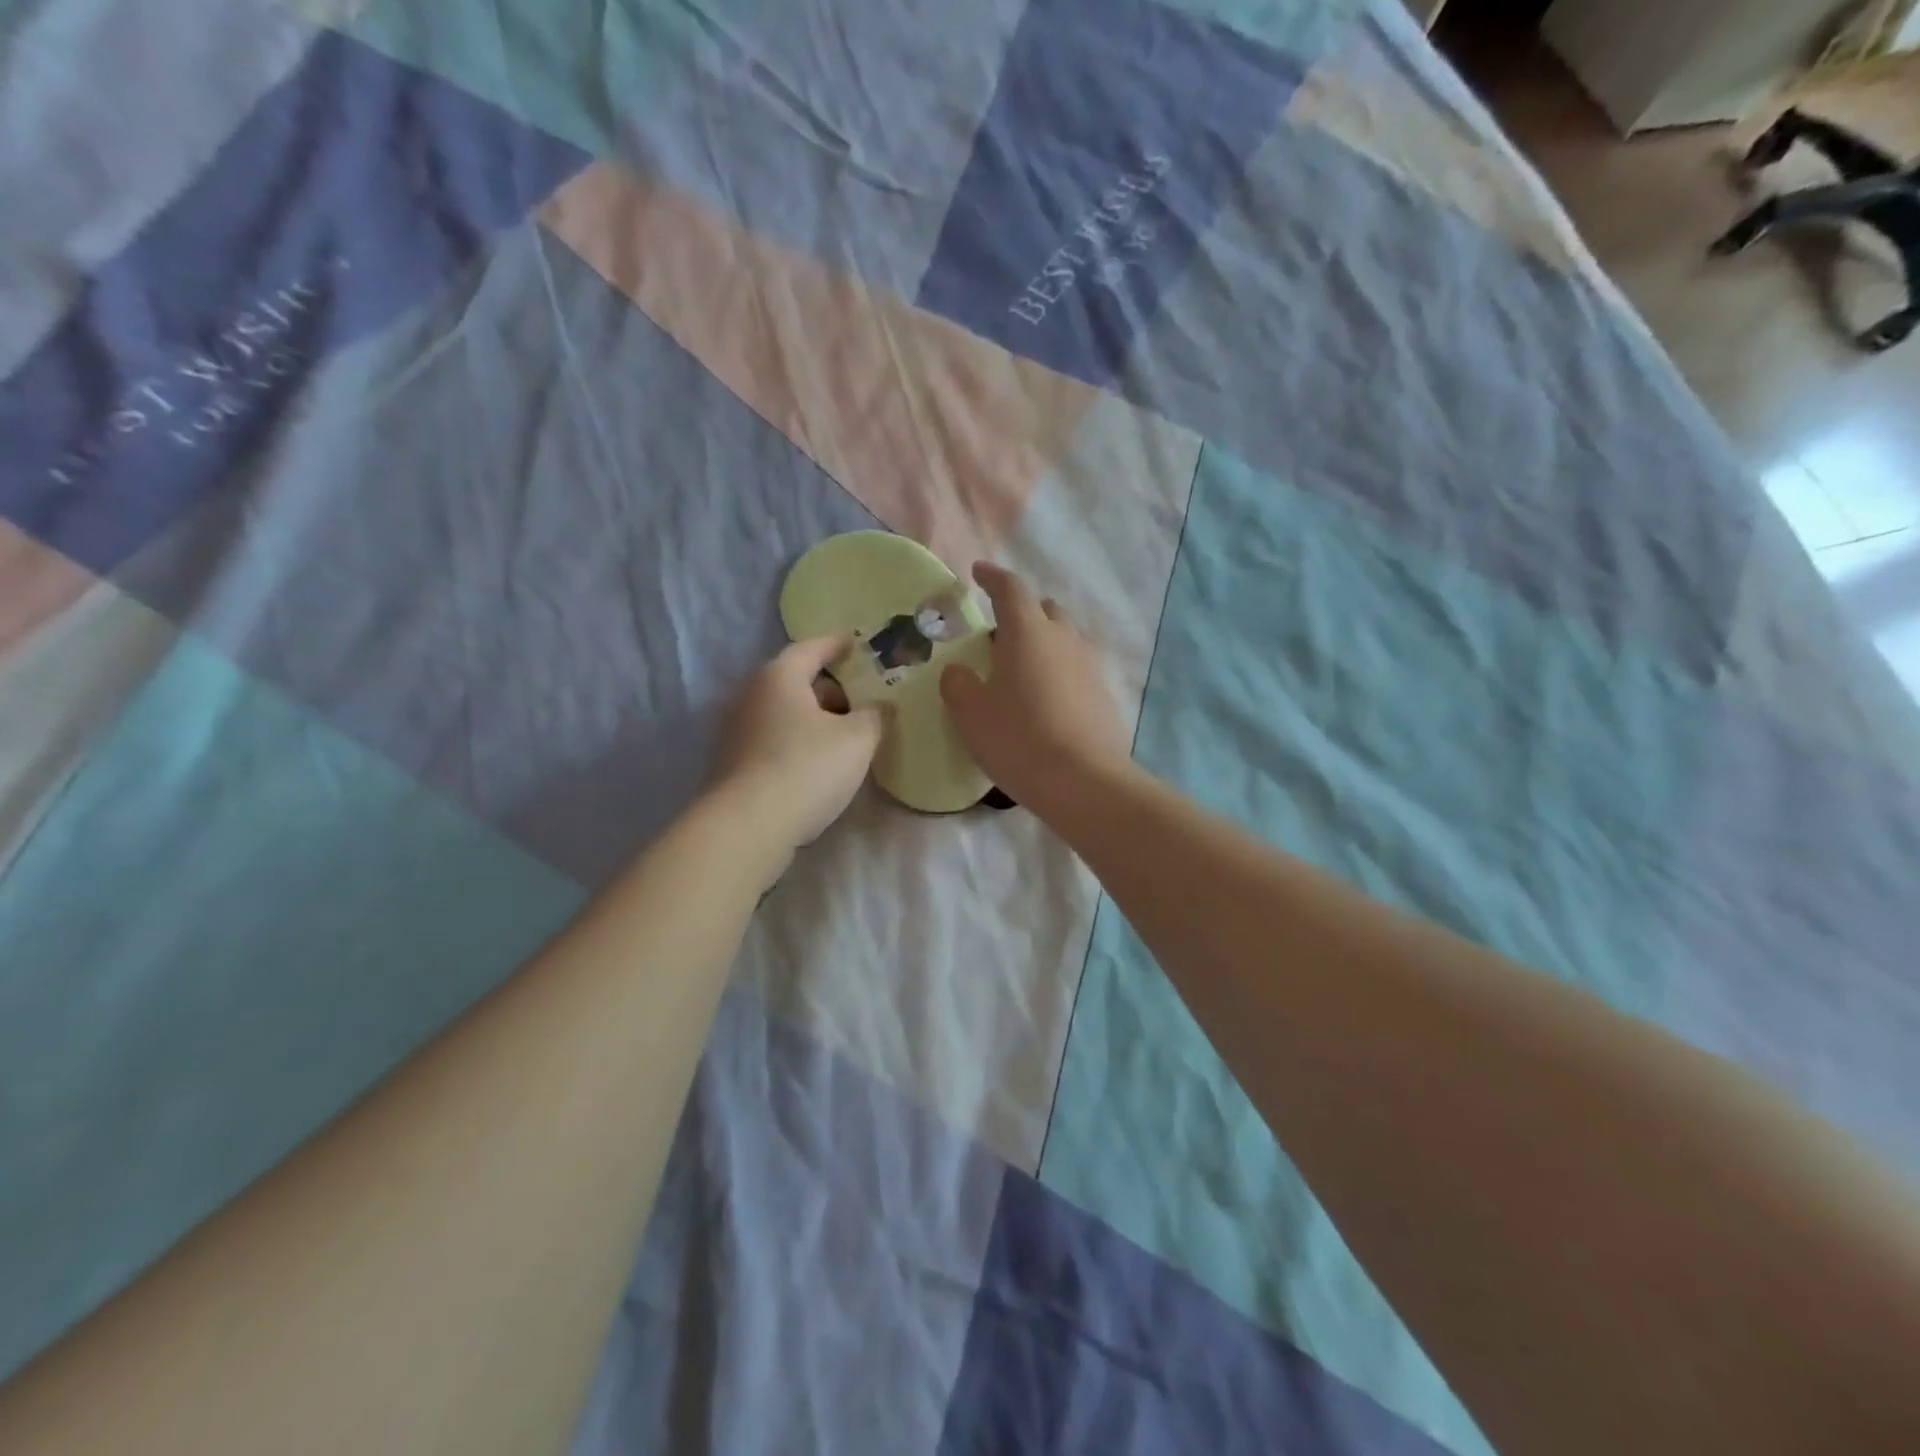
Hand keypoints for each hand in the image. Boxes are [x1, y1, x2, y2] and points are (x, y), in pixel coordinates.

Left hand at [706, 635, 884, 867]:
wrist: (747, 826)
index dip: (836, 643)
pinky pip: (773, 739)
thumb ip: (874, 716)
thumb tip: (879, 707)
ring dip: (813, 718)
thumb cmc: (807, 768)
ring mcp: (735, 731)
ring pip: (783, 713)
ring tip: (844, 735)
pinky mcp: (732, 763)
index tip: (854, 641)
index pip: (811, 648)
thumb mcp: (857, 739)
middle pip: (794, 681)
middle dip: (828, 688)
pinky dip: (796, 741)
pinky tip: (817, 763)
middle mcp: (750, 695)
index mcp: (779, 677)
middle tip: (860, 700)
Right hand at [940, 562, 1132, 813]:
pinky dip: (1057, 672)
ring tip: (1019, 672)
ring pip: (1063, 639)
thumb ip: (957, 683)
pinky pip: (1075, 670)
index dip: (992, 577)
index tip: (977, 573)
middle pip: (1044, 609)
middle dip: (1021, 612)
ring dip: (1041, 644)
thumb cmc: (1019, 739)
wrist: (1084, 782)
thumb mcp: (970, 712)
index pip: (1010, 588)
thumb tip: (960, 672)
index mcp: (1028, 631)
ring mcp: (1089, 666)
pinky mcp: (1103, 695)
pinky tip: (1044, 702)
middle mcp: (1064, 639)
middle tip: (996, 635)